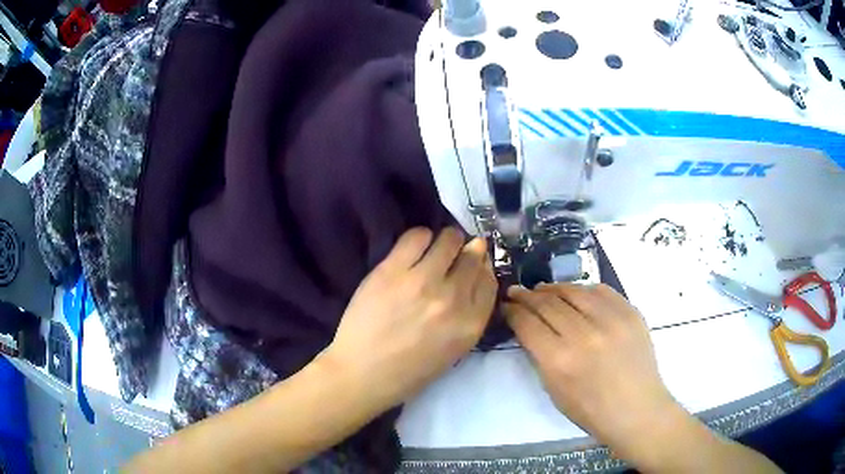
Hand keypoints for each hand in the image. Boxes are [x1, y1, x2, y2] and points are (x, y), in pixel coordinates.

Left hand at [324, 227, 496, 409]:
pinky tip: (415, 248)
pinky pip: (416, 236)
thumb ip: (468, 314)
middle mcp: (453, 299)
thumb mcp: (453, 350)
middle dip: (467, 250)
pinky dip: (421, 237)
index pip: (489, 281)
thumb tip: (473, 275)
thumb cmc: (409, 370)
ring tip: (435, 248)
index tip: (475, 261)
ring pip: (448, 240)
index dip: (483, 266)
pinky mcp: (392, 271)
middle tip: (455, 253)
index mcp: (471, 325)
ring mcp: (422, 282)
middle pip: (472, 256)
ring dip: (446, 240)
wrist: (363, 374)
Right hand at [504, 284, 676, 453]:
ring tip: (544, 289)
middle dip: (528, 296)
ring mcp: (611, 320)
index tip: (506, 305)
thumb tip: (529, 328)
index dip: (513, 311)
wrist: (636, 409)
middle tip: (518, 291)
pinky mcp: (630, 312)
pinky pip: (601, 290)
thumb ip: (540, 356)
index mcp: (559, 360)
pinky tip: (577, 294)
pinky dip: (584, 289)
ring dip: (554, 288)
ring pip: (574, 291)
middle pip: (548, 303)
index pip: (528, 323)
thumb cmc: (591, 410)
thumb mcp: (554, 390)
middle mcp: (584, 334)